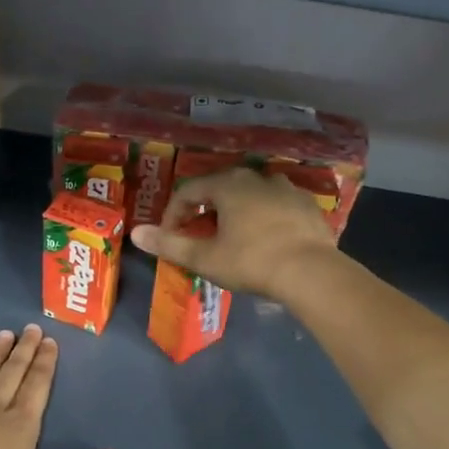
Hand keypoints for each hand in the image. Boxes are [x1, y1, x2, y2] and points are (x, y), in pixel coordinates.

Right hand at [130, 167, 339, 300]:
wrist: (312, 272)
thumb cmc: (252, 262)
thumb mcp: (205, 257)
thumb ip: (169, 244)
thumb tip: (136, 233)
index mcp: (228, 184)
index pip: (189, 191)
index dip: (173, 214)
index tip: (170, 238)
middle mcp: (256, 177)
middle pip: (220, 189)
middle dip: (204, 212)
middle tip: (199, 238)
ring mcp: (286, 188)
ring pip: (249, 195)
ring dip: (234, 213)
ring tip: (231, 239)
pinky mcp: (306, 205)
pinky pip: (275, 206)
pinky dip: (263, 218)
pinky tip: (264, 241)